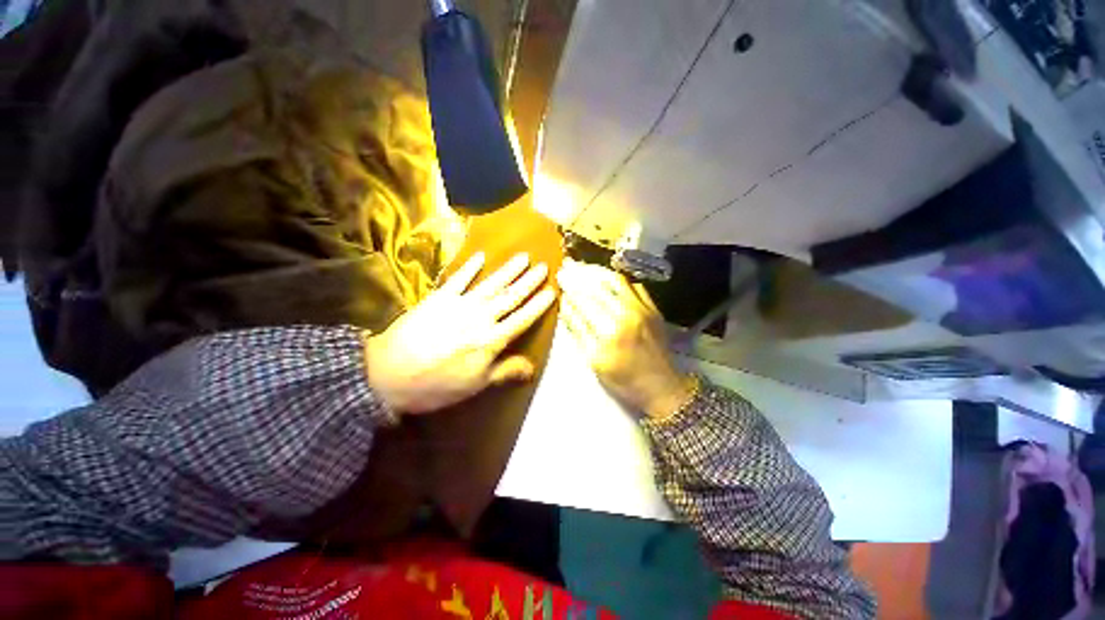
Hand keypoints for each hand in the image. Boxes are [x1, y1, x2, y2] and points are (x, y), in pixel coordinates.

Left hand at [364, 252, 556, 414]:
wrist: (387, 375)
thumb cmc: (436, 385)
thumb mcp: (475, 385)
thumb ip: (504, 371)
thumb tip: (532, 367)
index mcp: (491, 340)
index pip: (522, 319)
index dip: (538, 305)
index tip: (552, 291)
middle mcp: (479, 318)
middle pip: (510, 296)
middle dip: (528, 281)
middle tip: (543, 267)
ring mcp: (458, 305)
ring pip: (490, 284)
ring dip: (508, 270)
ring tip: (523, 257)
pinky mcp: (438, 299)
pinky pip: (457, 279)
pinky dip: (469, 267)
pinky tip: (480, 256)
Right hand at [557, 259, 695, 419]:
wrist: (662, 387)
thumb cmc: (624, 380)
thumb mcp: (594, 362)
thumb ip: (579, 331)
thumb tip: (566, 306)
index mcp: (609, 331)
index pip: (584, 300)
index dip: (570, 287)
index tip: (559, 277)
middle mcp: (627, 313)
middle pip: (599, 286)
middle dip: (580, 274)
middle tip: (567, 266)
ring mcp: (643, 308)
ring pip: (616, 281)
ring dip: (598, 272)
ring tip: (584, 268)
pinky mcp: (653, 308)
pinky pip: (634, 285)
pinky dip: (618, 279)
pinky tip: (607, 279)